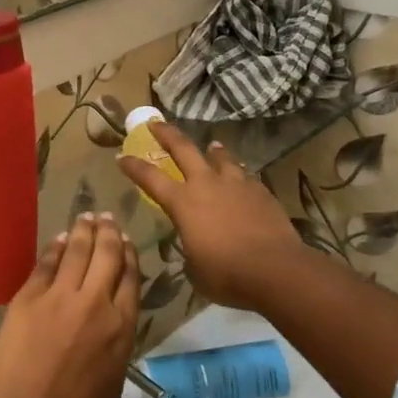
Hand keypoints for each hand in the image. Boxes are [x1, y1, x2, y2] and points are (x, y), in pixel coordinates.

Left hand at [0, 213, 140, 397]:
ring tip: (87, 216)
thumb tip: (110, 331)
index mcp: (121, 329)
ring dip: (84, 230)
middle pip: (107, 256)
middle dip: (109, 232)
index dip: (129, 256)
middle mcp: (95, 304)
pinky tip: (59, 238)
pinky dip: (55, 247)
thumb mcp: (112, 386)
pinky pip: (46, 263)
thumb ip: (115, 348)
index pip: (131, 279)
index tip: (127, 241)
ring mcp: (59, 297)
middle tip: (108, 217)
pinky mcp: (28, 297)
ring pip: (77, 251)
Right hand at [120, 122, 303, 311]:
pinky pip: (245, 175)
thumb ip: (189, 248)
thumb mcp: (195, 268)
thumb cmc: (227, 274)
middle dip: (166, 133)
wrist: (276, 269)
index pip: (150, 178)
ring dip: (212, 150)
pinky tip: (241, 179)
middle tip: (156, 123)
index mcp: (182, 203)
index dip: (133, 167)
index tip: (121, 157)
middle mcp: (206, 184)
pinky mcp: (261, 190)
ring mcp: (236, 184)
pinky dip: (238, 174)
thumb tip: (193, 244)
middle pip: (183, 148)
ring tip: (211, 146)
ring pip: (220, 156)